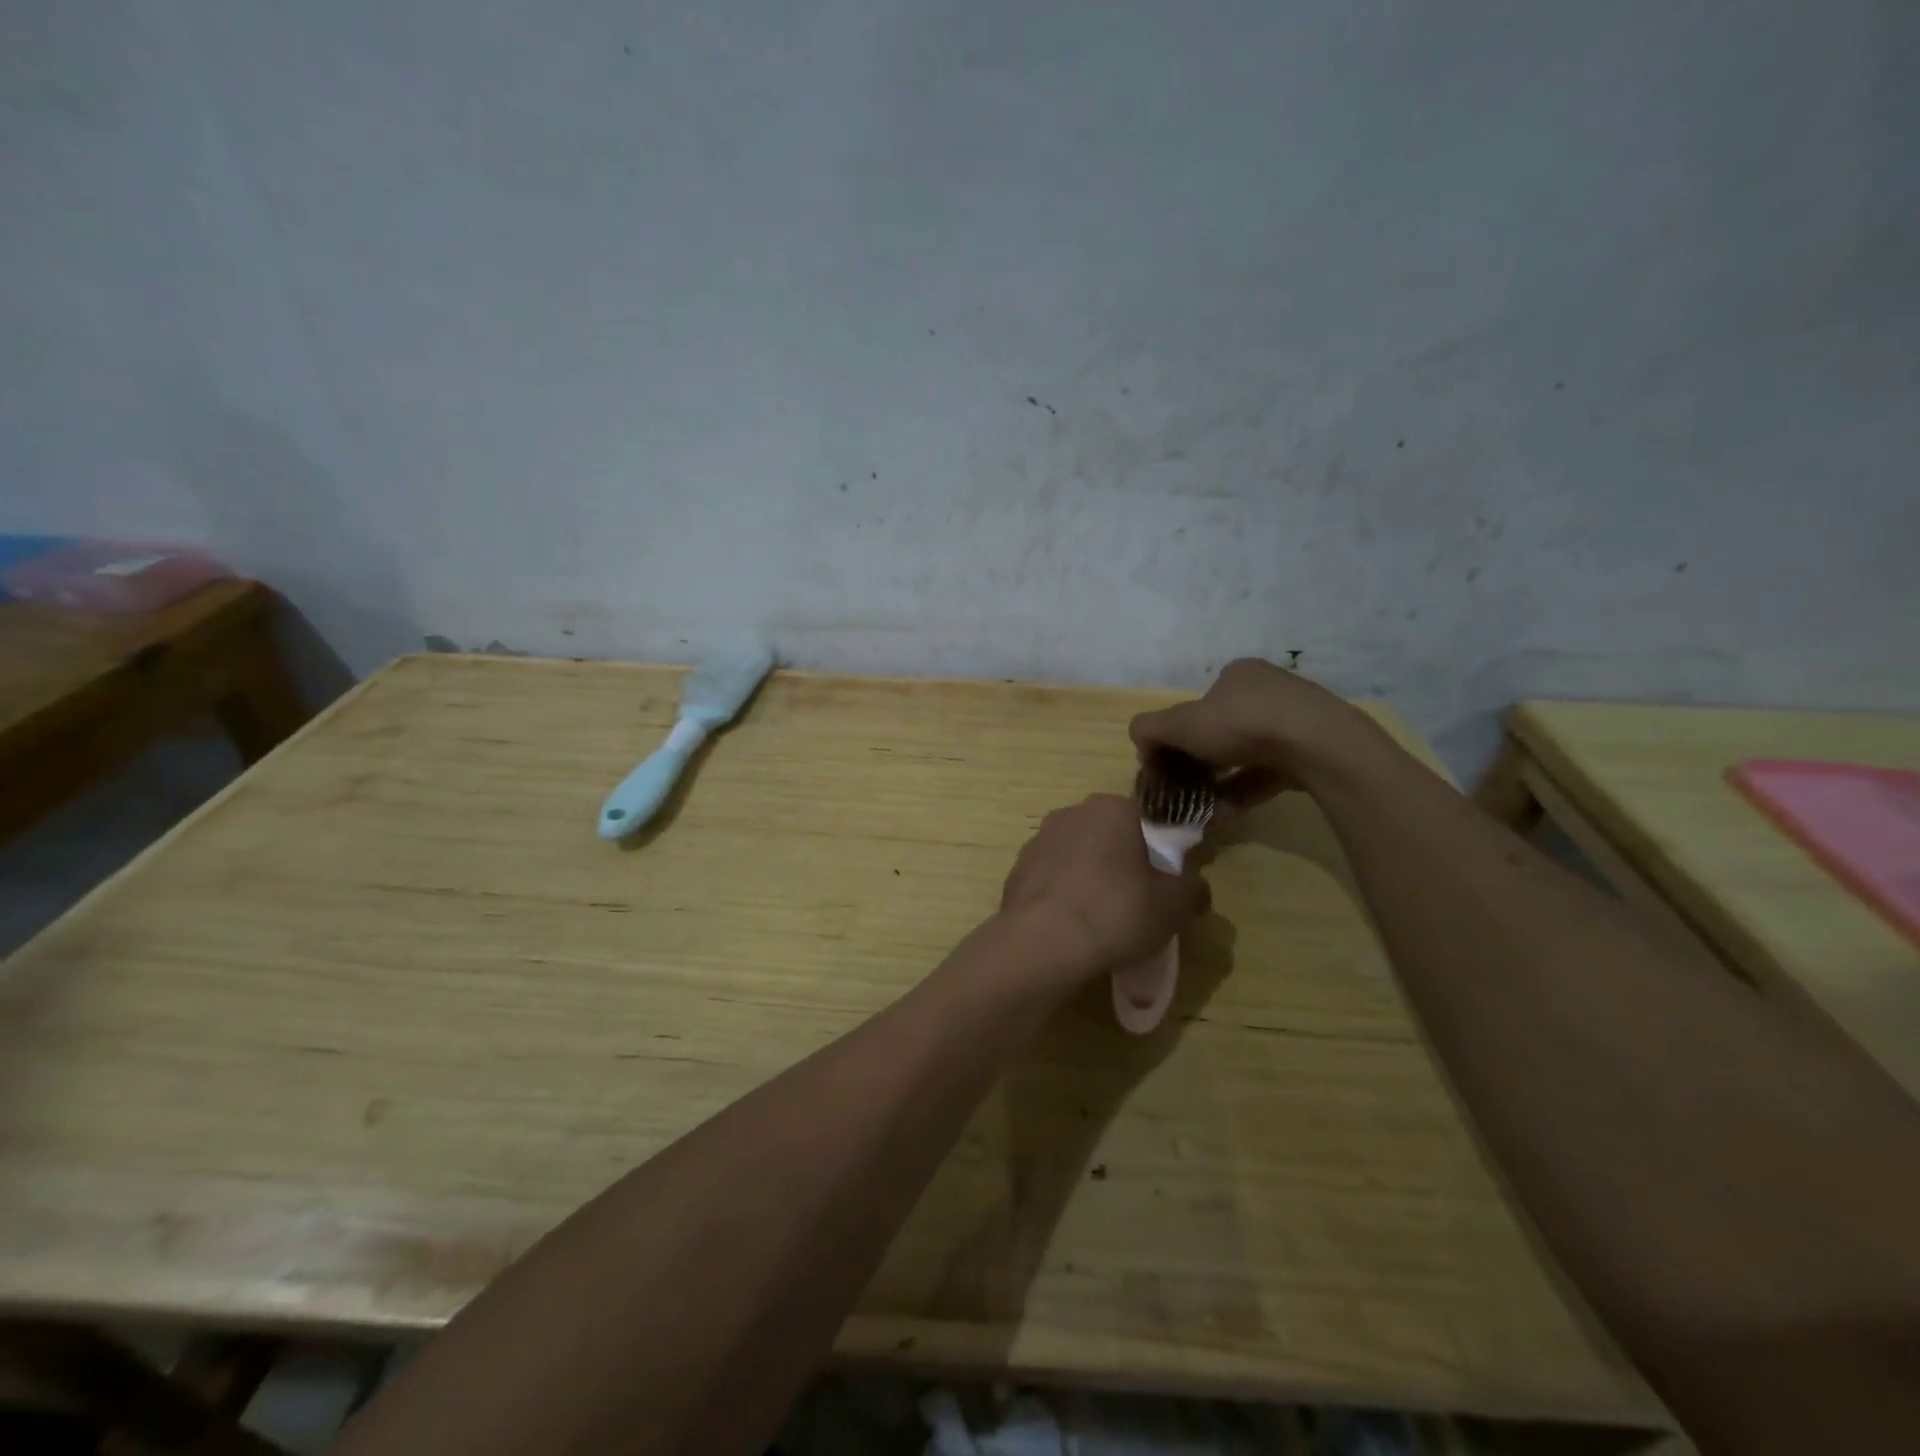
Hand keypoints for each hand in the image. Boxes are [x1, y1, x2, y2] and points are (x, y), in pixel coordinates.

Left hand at [998, 795, 1210, 983]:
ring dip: (1092, 877)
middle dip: (1125, 861)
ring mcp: (1039, 840)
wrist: (1040, 943)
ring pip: (1079, 855)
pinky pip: (1054, 878)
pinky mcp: (1018, 869)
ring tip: (1102, 918)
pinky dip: (1065, 895)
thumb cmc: (1115, 913)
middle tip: (1139, 900)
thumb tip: (1195, 886)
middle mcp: (1073, 813)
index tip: (1167, 879)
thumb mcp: (1173, 907)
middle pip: (1111, 834)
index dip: (1162, 848)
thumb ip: (1192, 889)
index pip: (1149, 818)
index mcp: (1113, 808)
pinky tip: (1072, 925)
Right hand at [1128, 658, 1374, 804]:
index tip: (1166, 762)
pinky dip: (1244, 791)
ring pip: (1244, 755)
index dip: (1177, 734)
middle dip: (1198, 763)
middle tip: (1183, 789)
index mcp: (1236, 675)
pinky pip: (1267, 773)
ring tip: (1202, 809)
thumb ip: (1150, 728)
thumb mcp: (1181, 723)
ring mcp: (1293, 722)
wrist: (1316, 744)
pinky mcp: (1310, 752)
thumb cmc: (1241, 723)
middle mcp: (1266, 691)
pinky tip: (1226, 813)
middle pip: (1220, 731)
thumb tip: (1138, 739)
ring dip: (1219, 783)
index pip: (1198, 704)